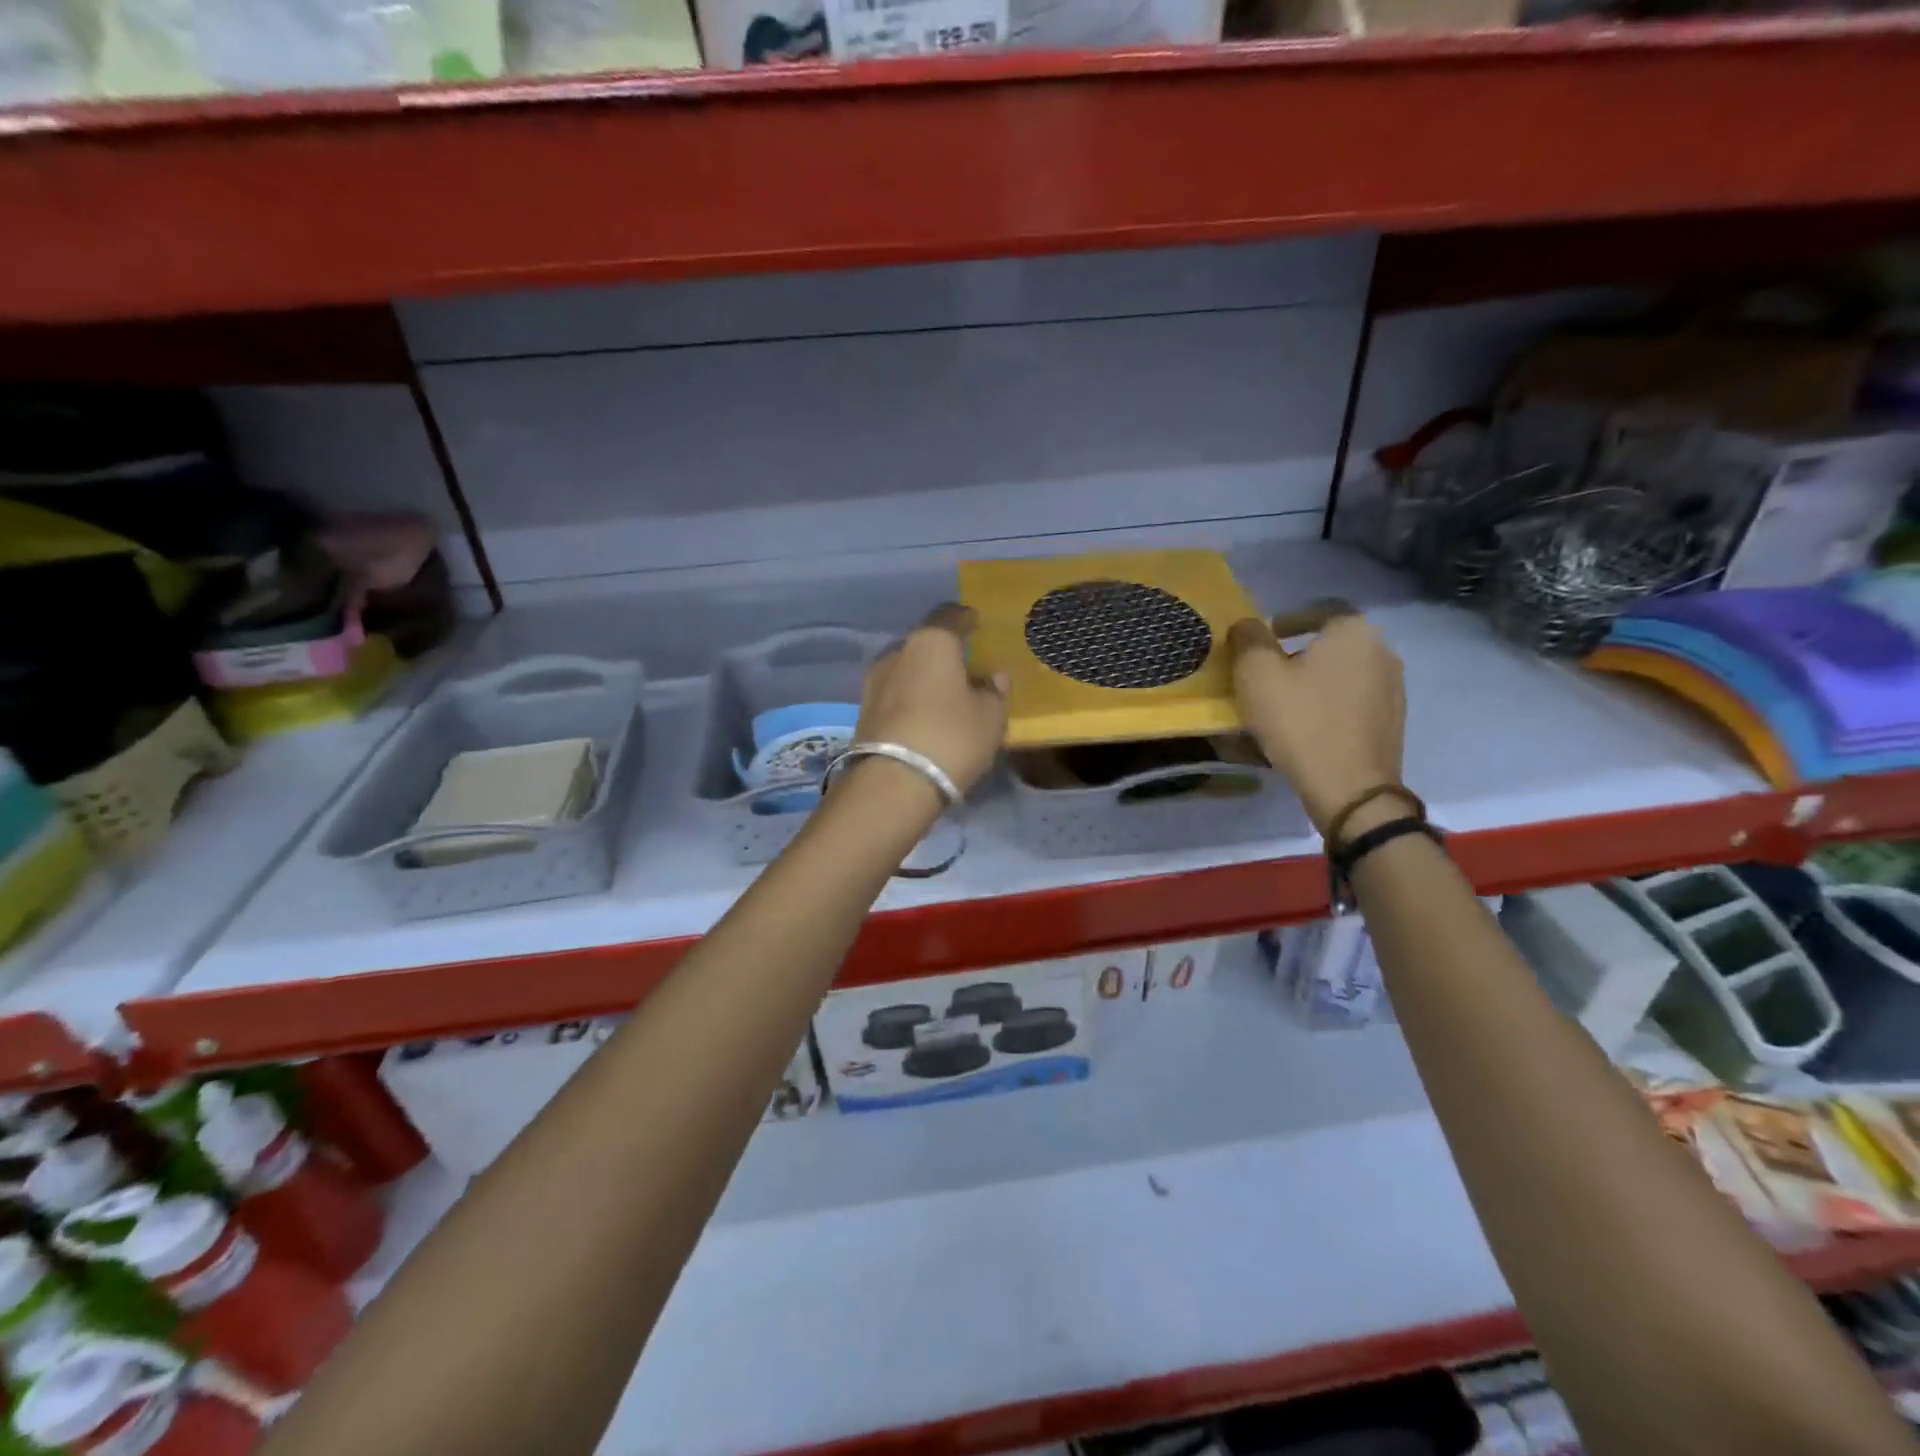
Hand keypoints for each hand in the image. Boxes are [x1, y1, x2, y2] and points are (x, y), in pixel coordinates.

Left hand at [853, 605, 1007, 797]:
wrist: (893, 783)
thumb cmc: (951, 737)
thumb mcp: (990, 717)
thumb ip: (994, 692)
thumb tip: (993, 677)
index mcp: (931, 642)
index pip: (950, 616)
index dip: (965, 618)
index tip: (975, 622)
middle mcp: (897, 653)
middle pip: (924, 644)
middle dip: (942, 653)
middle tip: (963, 666)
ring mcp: (874, 682)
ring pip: (906, 670)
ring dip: (923, 679)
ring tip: (944, 696)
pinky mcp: (863, 712)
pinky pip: (894, 696)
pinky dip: (910, 700)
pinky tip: (924, 716)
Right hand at [1228, 612, 1406, 833]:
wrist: (1350, 787)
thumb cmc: (1300, 721)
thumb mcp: (1256, 674)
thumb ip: (1248, 639)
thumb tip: (1247, 626)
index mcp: (1354, 631)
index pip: (1320, 610)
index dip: (1288, 620)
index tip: (1263, 639)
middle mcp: (1382, 652)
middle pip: (1332, 643)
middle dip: (1298, 654)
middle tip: (1266, 673)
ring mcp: (1393, 689)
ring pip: (1343, 673)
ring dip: (1314, 681)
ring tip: (1283, 702)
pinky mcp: (1391, 722)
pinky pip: (1352, 701)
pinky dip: (1328, 705)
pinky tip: (1306, 726)